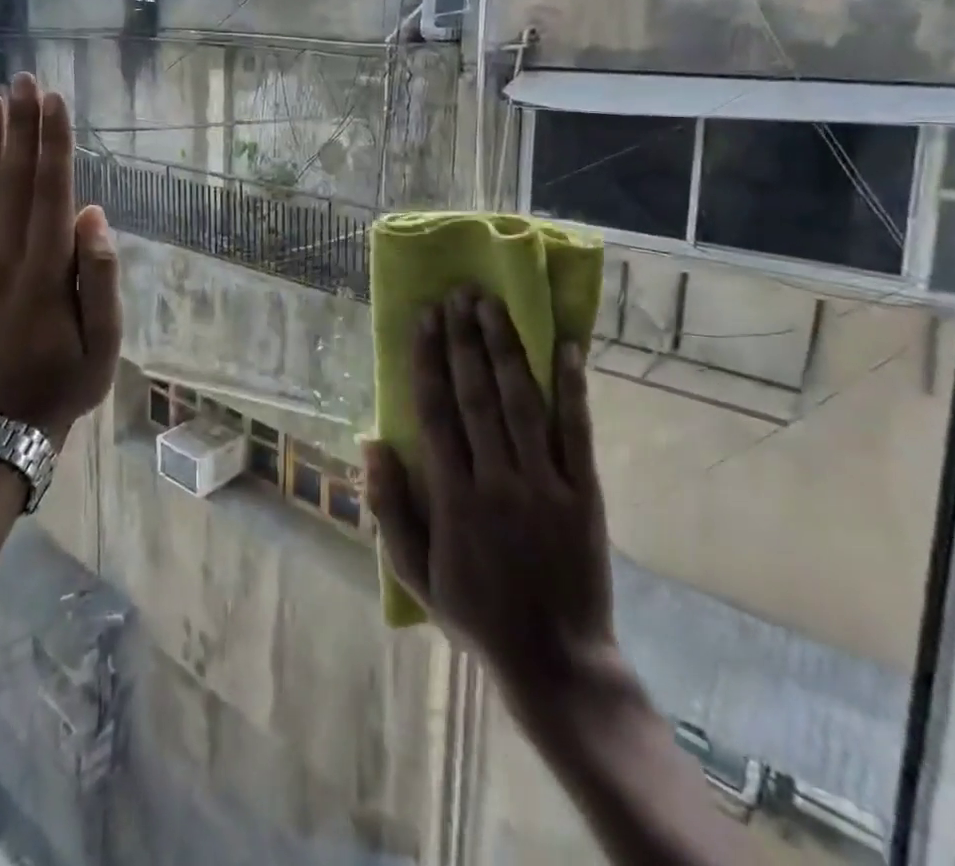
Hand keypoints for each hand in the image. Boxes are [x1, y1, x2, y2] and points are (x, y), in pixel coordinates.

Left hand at [0, 74, 121, 444]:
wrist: (4, 428)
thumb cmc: (67, 383)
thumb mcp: (105, 344)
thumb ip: (99, 278)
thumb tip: (92, 215)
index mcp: (45, 274)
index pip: (50, 193)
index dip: (53, 145)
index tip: (55, 101)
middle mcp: (5, 261)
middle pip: (12, 183)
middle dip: (20, 129)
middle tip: (23, 80)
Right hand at [365, 287, 617, 701]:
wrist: (556, 661)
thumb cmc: (476, 612)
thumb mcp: (414, 572)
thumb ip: (388, 508)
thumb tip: (370, 443)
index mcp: (453, 497)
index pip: (435, 412)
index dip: (428, 359)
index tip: (424, 317)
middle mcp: (497, 480)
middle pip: (477, 394)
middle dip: (464, 339)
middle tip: (458, 293)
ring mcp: (544, 483)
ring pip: (521, 401)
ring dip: (505, 348)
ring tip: (492, 304)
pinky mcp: (583, 492)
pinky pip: (577, 431)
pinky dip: (572, 387)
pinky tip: (568, 348)